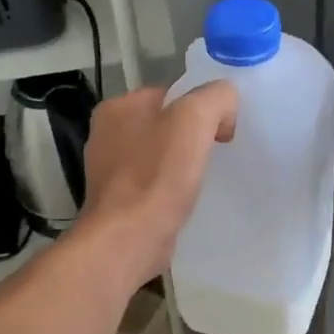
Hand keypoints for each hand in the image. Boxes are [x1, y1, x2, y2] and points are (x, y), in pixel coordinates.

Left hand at [74, 82, 238, 281]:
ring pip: (159, 155)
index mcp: (118, 107)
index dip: (203, 107)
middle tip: (218, 153)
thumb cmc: (157, 175)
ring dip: (182, 164)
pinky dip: (170, 189)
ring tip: (204, 178)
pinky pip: (153, 184)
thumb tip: (226, 108)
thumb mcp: (195, 118)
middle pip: (165, 124)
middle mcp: (107, 134)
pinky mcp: (117, 201)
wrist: (128, 239)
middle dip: (192, 136)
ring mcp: (109, 170)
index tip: (224, 130)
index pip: (171, 93)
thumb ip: (216, 98)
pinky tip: (186, 200)